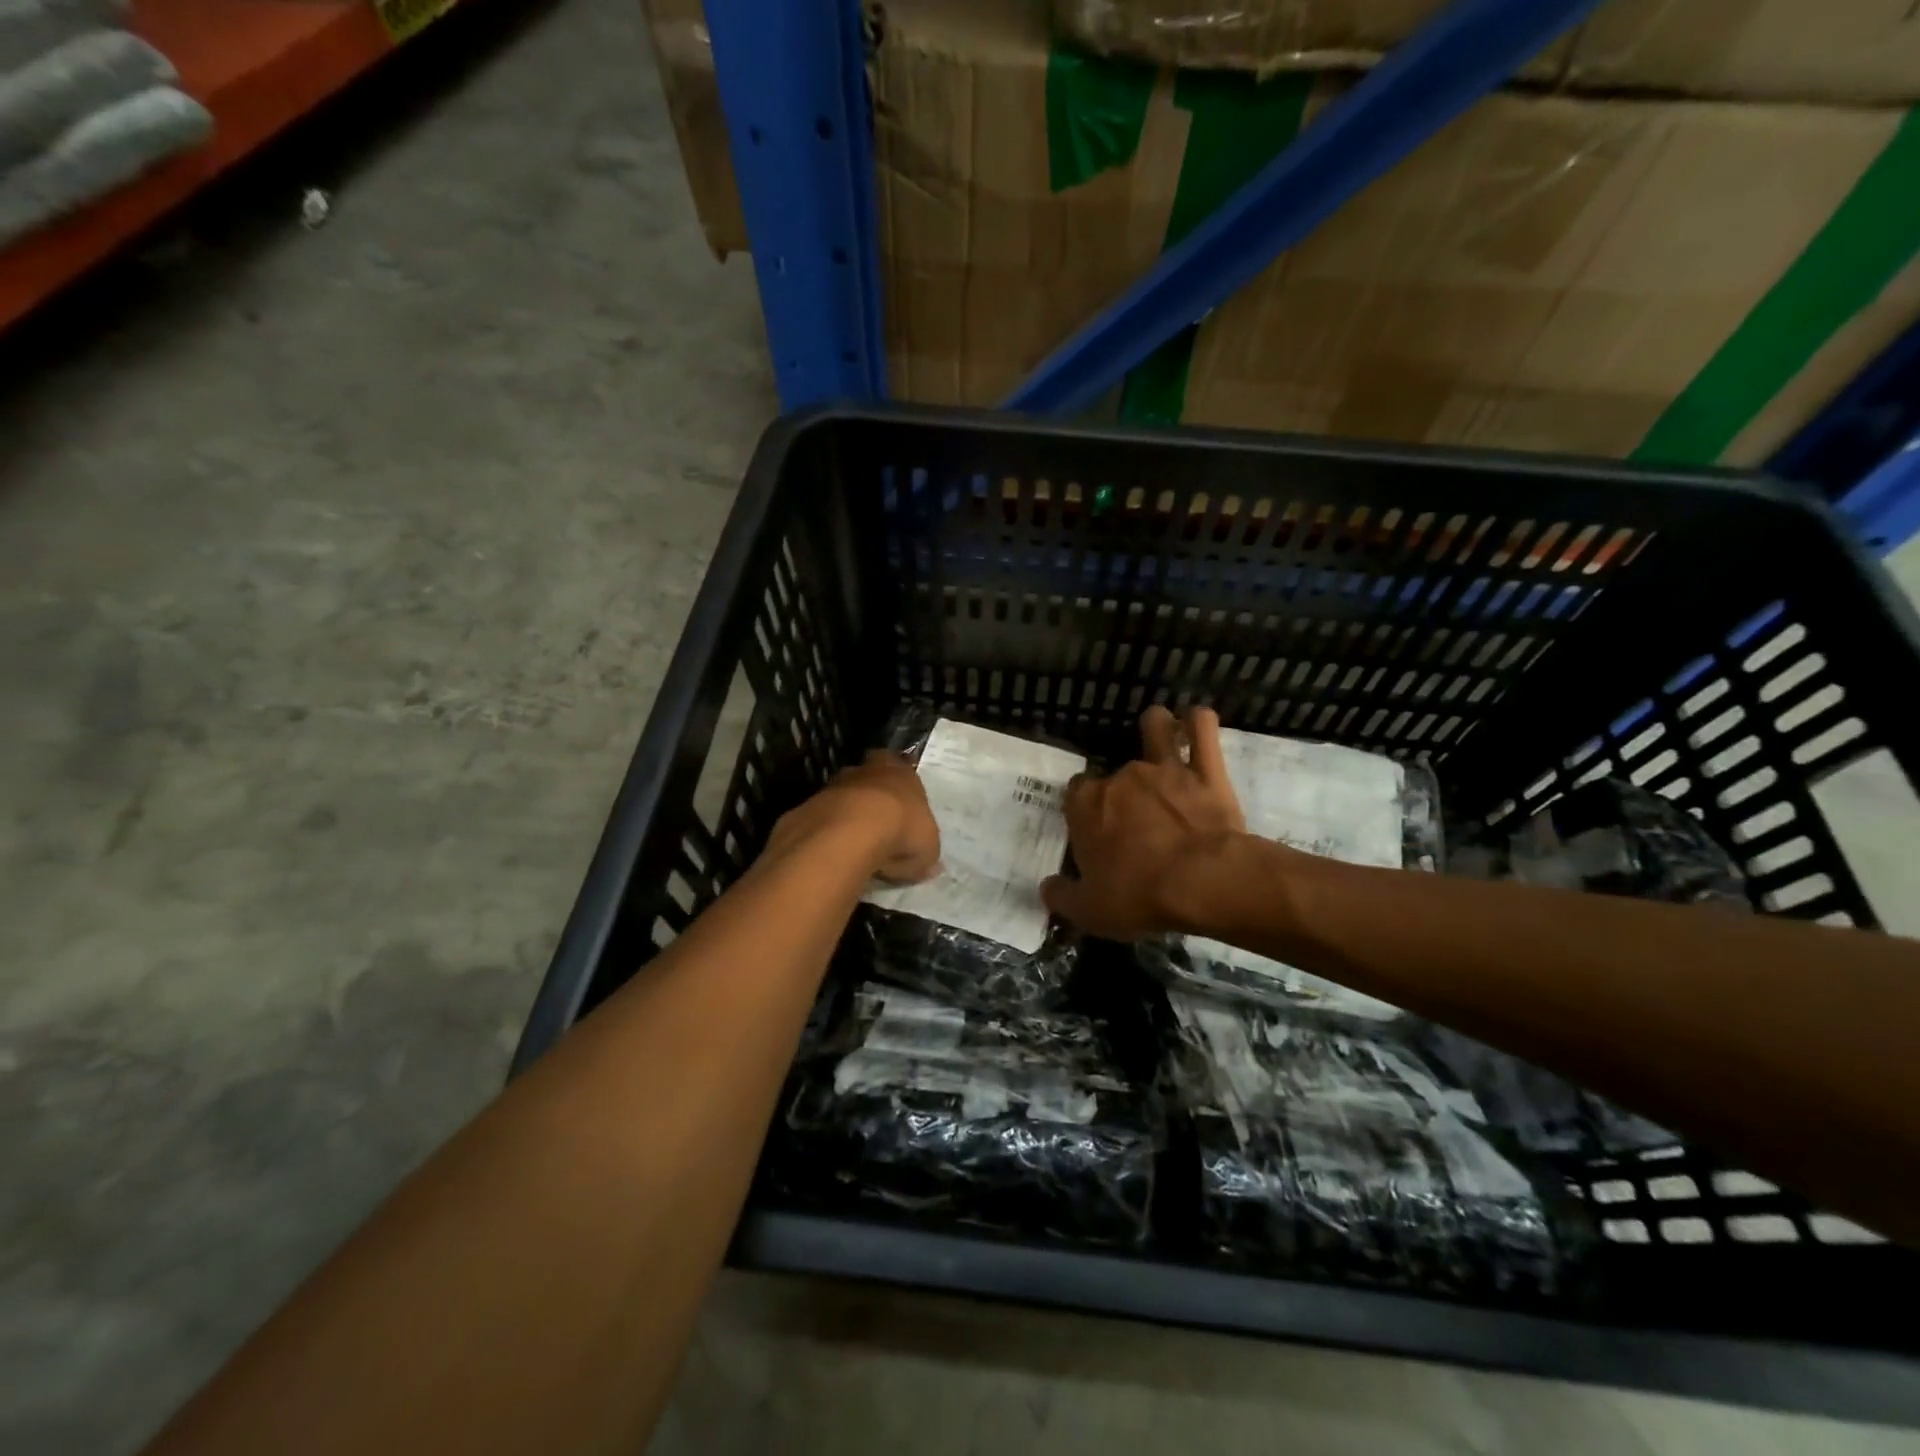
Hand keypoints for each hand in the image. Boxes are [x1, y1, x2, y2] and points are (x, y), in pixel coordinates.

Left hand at [774, 750, 939, 884]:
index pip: (901, 769)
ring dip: (847, 814)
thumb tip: (928, 865)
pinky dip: (827, 832)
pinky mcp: (809, 805)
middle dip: (872, 794)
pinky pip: (822, 818)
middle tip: (878, 822)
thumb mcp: (927, 850)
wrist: (851, 831)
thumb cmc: (901, 830)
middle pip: (869, 777)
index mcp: (901, 773)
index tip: (902, 807)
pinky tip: (833, 853)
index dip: (901, 787)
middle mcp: (867, 771)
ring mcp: (835, 785)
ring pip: (843, 796)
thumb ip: (925, 854)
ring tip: (855, 845)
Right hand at [1042, 706, 1247, 937]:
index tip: (1094, 829)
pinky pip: (1204, 730)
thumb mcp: (1089, 910)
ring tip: (1159, 735)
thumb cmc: (1138, 895)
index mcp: (1086, 806)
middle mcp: (1121, 777)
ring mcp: (1165, 769)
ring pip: (1156, 729)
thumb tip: (1047, 888)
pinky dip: (1199, 722)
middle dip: (1121, 788)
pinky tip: (1196, 720)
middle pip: (1114, 771)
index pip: (1075, 793)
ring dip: (1155, 728)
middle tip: (1134, 818)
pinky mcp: (1207, 772)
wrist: (1203, 882)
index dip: (1083, 808)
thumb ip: (1062, 896)